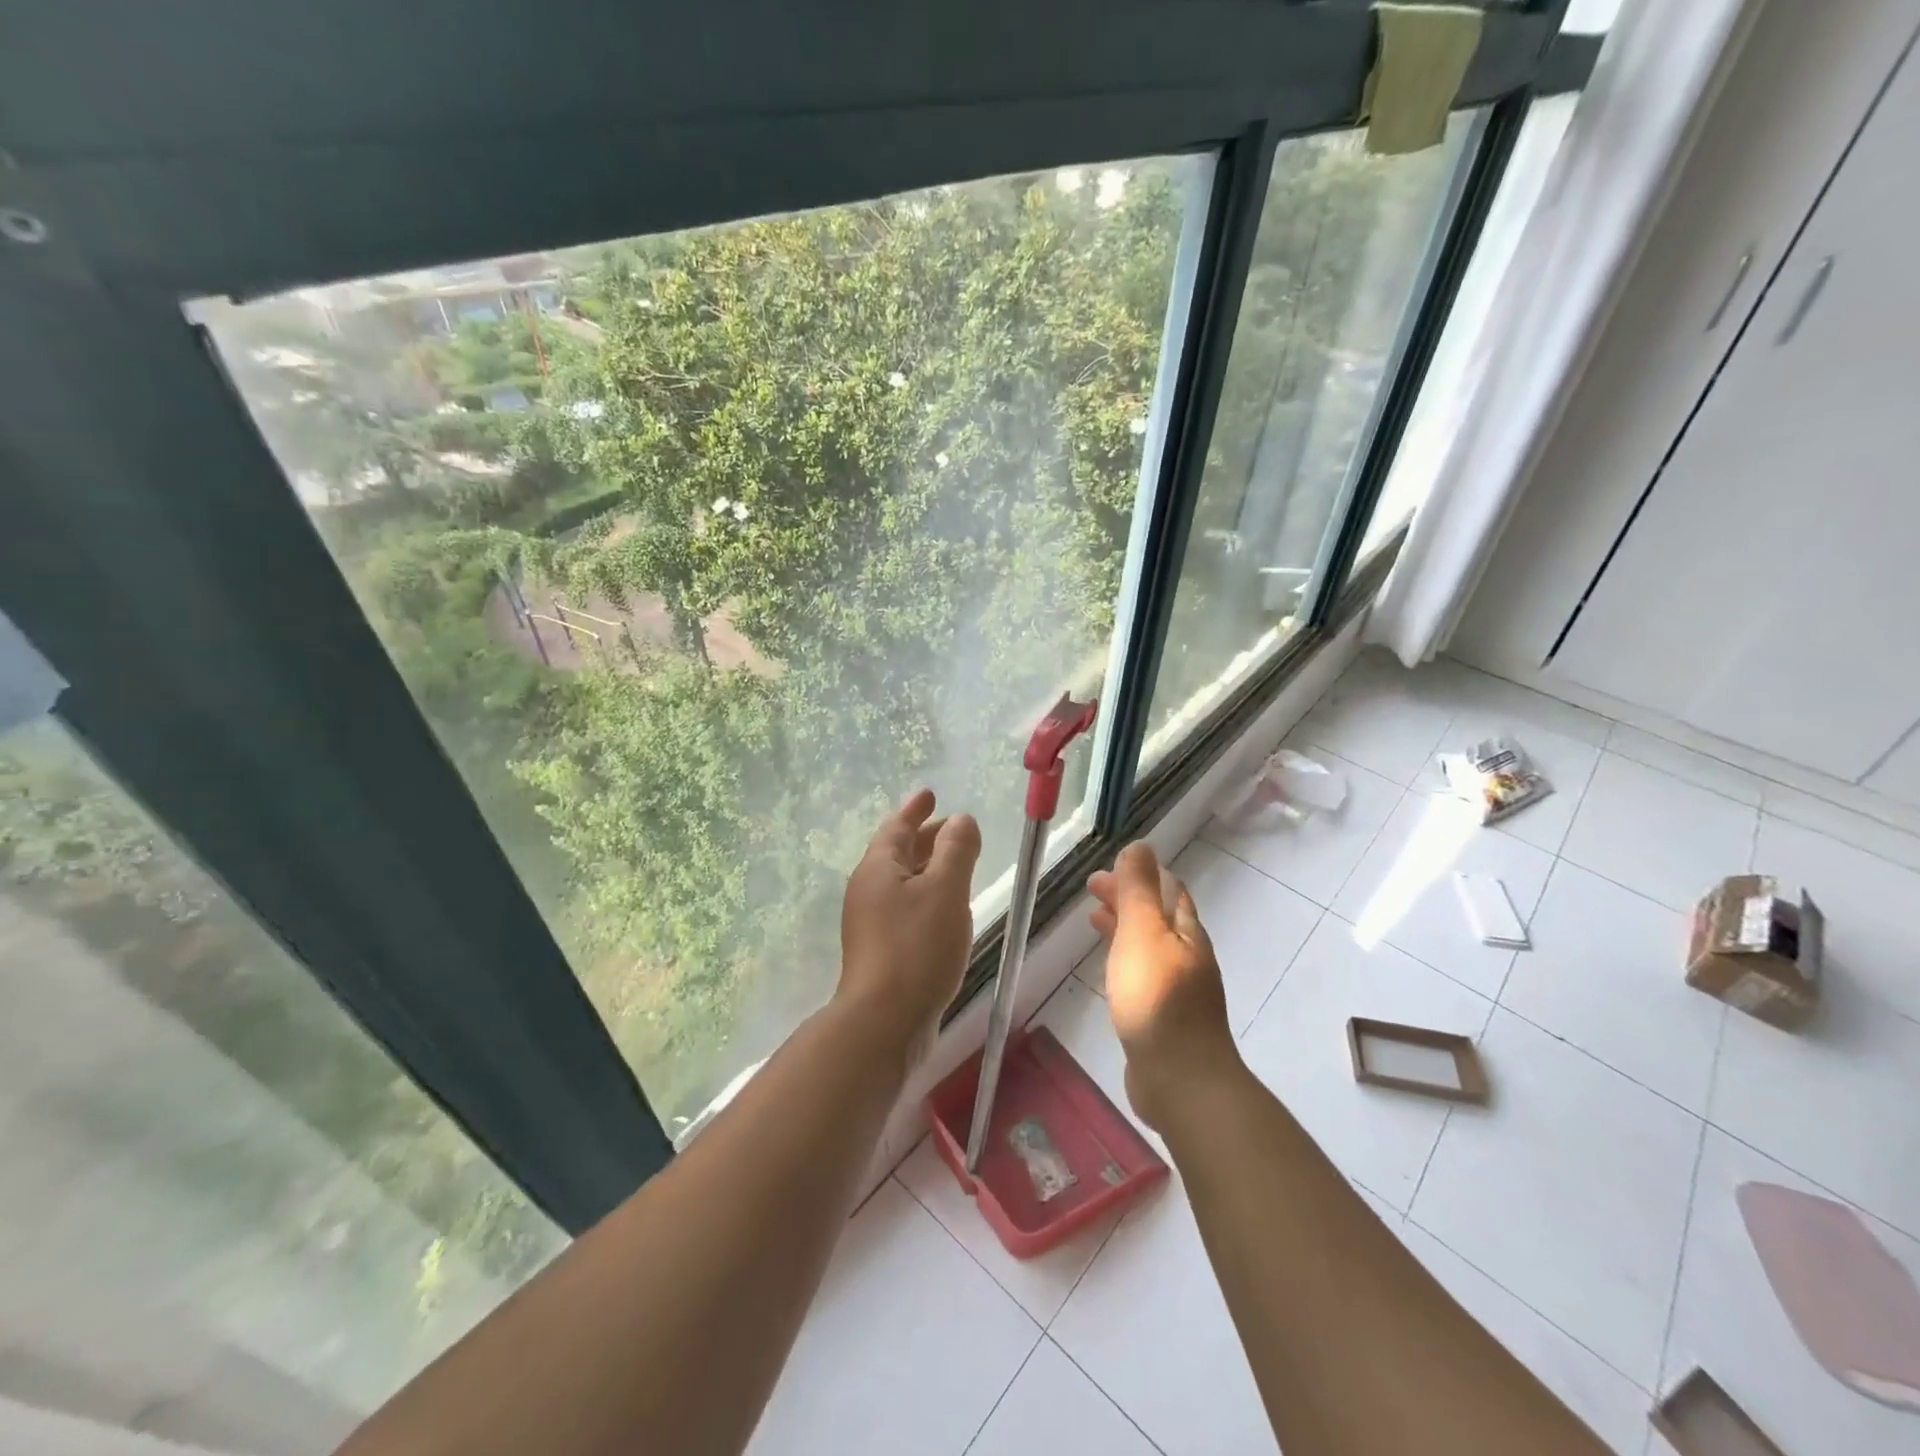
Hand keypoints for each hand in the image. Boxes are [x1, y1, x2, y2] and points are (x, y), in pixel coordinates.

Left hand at [838, 789, 981, 1059]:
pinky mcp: (882, 951)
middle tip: (953, 827)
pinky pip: (906, 908)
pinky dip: (927, 897)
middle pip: (898, 853)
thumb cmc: (916, 947)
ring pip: (903, 882)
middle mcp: (868, 890)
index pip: (897, 827)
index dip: (916, 809)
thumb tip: (963, 819)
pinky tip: (947, 910)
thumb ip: (957, 850)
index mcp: (878, 868)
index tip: (930, 793)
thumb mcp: (945, 890)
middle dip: (926, 837)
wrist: (884, 1022)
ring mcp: (871, 923)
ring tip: (956, 864)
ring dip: (928, 868)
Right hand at [1088, 842, 1240, 1129]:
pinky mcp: (1165, 1019)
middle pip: (1158, 916)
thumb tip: (1140, 846)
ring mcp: (1179, 990)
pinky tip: (1108, 971)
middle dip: (1128, 898)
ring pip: (1149, 945)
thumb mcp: (1143, 933)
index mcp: (1186, 932)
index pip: (1169, 890)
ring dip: (1124, 927)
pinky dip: (1123, 959)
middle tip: (1091, 889)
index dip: (1140, 874)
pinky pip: (1142, 974)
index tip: (1106, 868)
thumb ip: (1138, 890)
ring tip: (1093, 920)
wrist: (1180, 1079)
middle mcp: (1187, 957)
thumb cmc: (1157, 998)